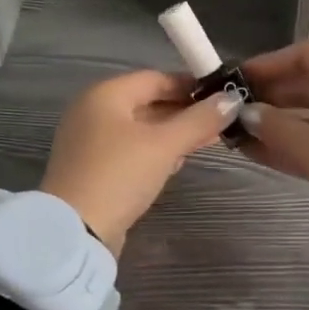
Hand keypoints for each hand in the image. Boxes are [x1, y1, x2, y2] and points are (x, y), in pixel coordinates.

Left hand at [40, 70, 239, 256]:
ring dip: (172, 134)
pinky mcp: (92, 168)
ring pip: (140, 129)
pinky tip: (177, 164)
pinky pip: (130, 150)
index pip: (155, 78)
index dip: (190, 86)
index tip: (222, 97)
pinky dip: (154, 152)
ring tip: (206, 142)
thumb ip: (199, 120)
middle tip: (220, 123)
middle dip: (185, 112)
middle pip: (147, 102)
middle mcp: (93, 111)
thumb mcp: (165, 145)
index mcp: (105, 94)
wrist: (76, 231)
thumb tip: (232, 99)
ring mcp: (90, 141)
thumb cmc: (120, 175)